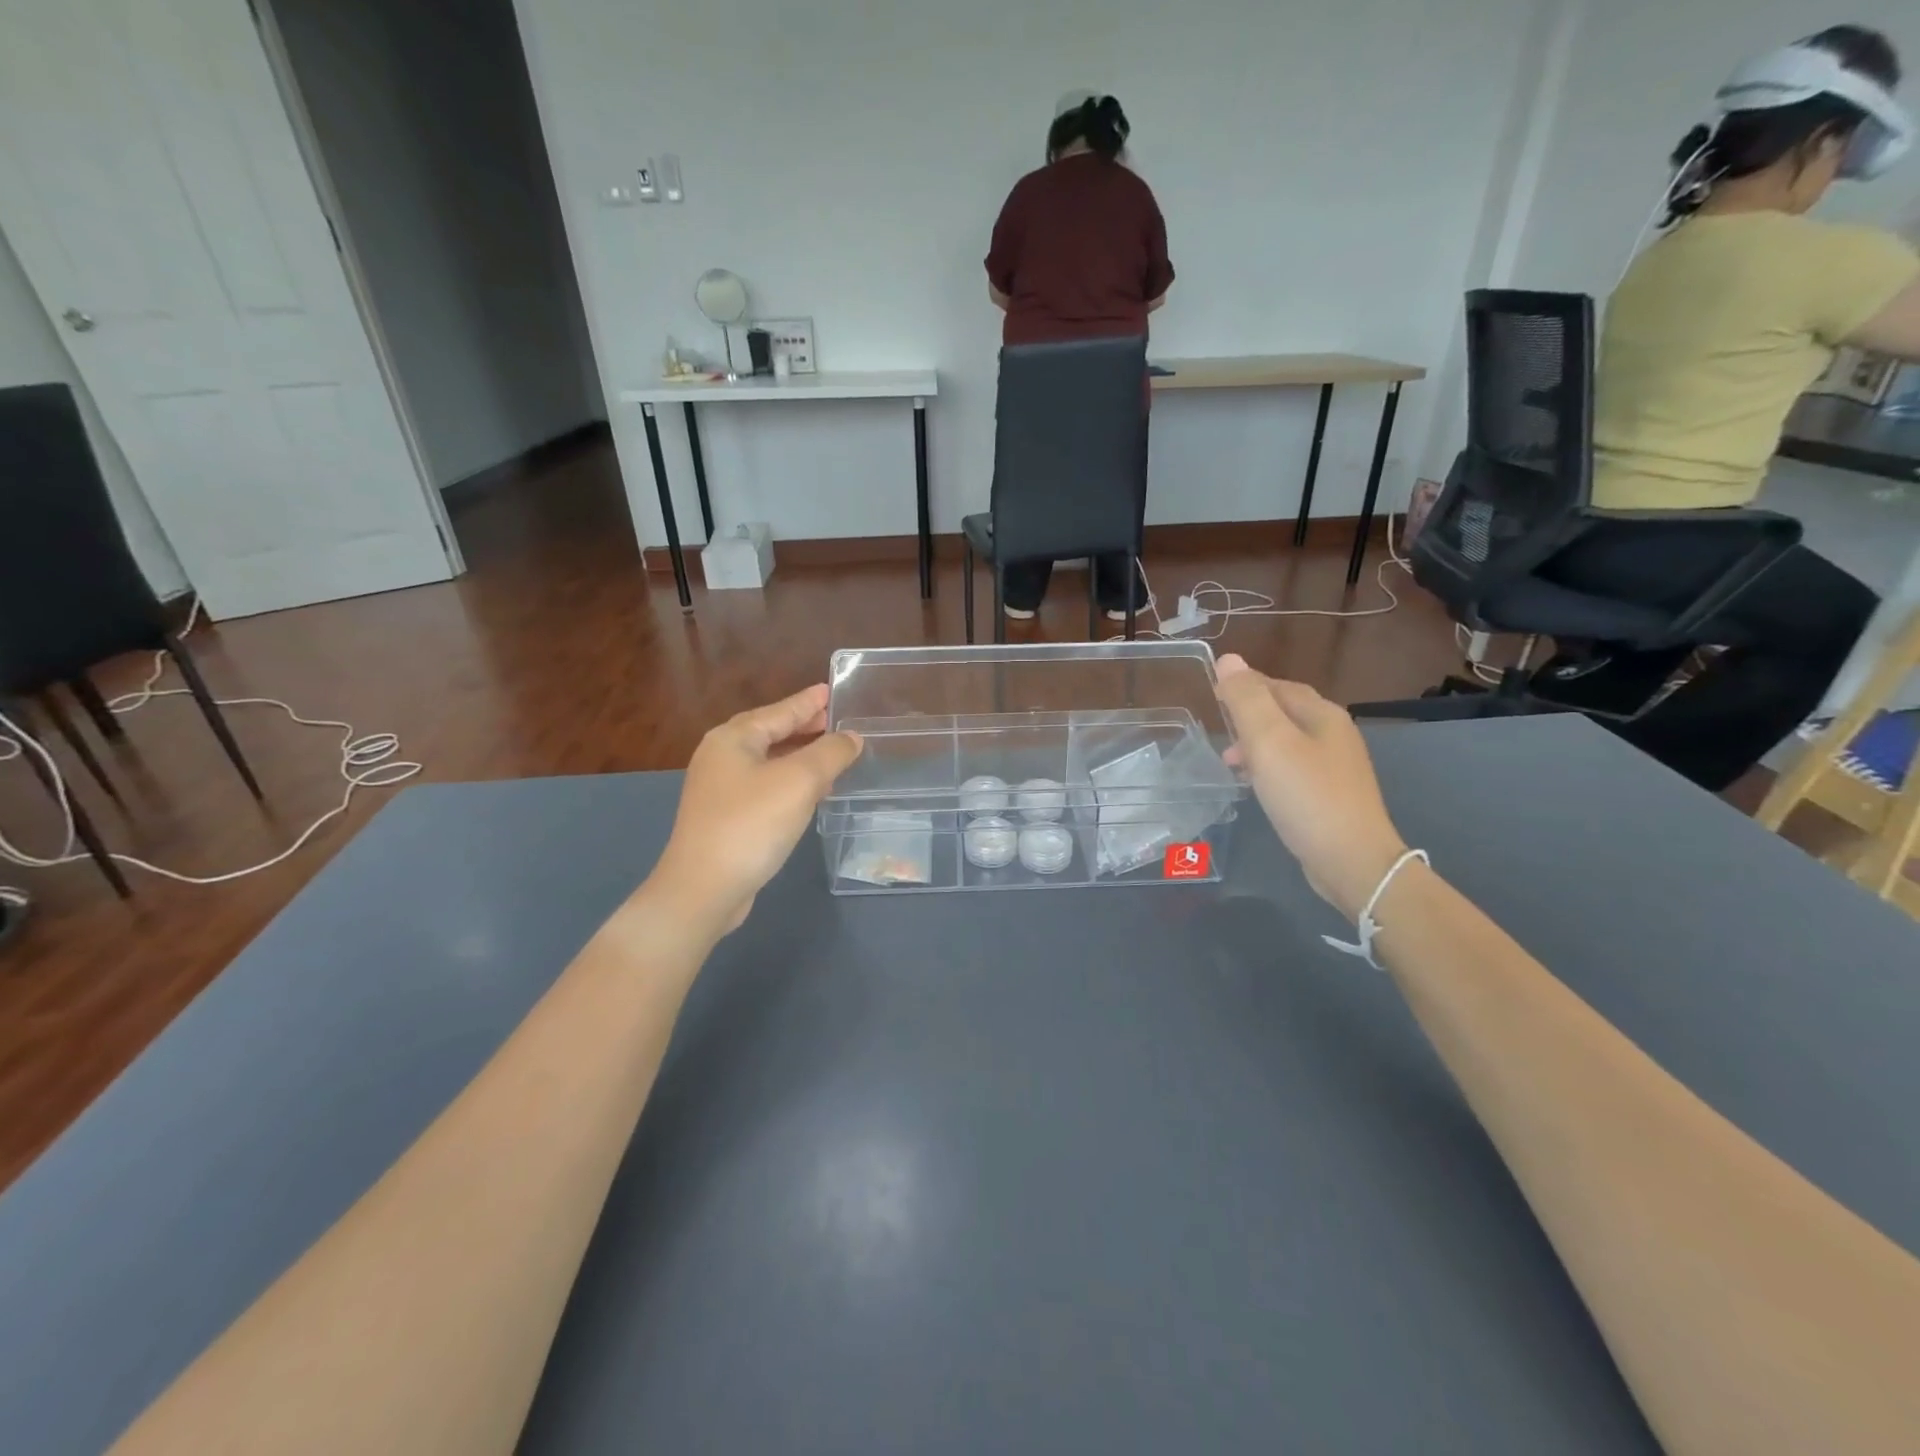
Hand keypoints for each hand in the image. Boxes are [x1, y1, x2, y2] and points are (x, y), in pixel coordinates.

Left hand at [648, 685, 861, 937]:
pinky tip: (813, 792)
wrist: (704, 889)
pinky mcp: (726, 817)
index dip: (808, 701)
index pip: (780, 711)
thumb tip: (851, 737)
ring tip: (834, 754)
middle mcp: (722, 757)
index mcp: (733, 738)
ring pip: (770, 761)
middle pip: (772, 733)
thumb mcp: (799, 781)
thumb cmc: (751, 824)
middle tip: (838, 721)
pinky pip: (767, 786)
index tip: (831, 690)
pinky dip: (792, 781)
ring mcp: (720, 789)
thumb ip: (830, 753)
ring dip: (802, 756)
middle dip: (806, 728)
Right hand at [1215, 655, 1407, 919]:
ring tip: (1229, 760)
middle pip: (1285, 711)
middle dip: (1249, 715)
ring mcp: (1336, 766)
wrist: (1352, 860)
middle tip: (1218, 727)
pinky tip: (1255, 784)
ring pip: (1288, 741)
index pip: (1277, 685)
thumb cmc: (1306, 796)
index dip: (1244, 686)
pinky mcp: (1332, 794)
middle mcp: (1334, 733)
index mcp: (1322, 714)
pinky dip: (1269, 766)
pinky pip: (1294, 767)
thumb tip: (1229, 659)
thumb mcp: (1269, 743)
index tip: (1213, 695)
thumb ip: (1247, 701)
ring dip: (1256, 743)